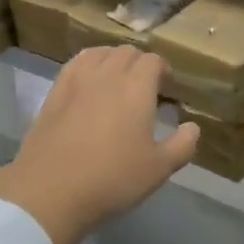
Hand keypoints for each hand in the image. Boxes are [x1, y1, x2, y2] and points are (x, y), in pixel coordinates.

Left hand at [0, 46, 199, 243]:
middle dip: (139, 63)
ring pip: (99, 53)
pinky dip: (88, 64)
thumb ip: (182, 145)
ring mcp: (77, 81)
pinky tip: (88, 81)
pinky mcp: (54, 92)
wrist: (50, 191)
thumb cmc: (112, 179)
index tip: (167, 86)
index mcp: (136, 88)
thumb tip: (192, 127)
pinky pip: (75, 64)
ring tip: (117, 78)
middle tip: (145, 85)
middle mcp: (107, 75)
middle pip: (126, 52)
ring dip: (113, 59)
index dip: (162, 69)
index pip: (153, 61)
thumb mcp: (158, 170)